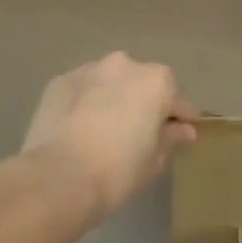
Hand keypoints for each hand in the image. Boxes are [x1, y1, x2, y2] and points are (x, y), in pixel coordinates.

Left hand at [17, 52, 196, 224]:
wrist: (57, 178)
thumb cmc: (117, 172)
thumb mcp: (153, 161)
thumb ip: (171, 139)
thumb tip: (184, 130)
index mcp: (157, 81)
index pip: (177, 100)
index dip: (179, 119)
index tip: (177, 136)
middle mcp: (126, 64)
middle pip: (142, 84)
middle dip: (143, 103)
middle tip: (135, 134)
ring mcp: (91, 69)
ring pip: (110, 82)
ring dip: (112, 98)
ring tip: (102, 130)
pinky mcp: (60, 80)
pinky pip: (82, 90)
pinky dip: (84, 103)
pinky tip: (76, 128)